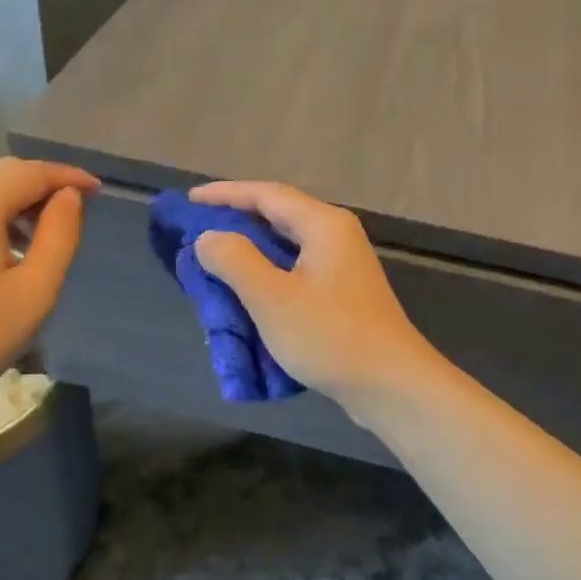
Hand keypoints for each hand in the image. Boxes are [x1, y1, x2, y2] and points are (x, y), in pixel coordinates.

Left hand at [0, 158, 98, 419]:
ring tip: (48, 233)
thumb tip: (69, 197)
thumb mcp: (35, 289)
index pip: (30, 172)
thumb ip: (60, 235)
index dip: (68, 176)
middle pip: (4, 174)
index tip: (98, 191)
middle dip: (44, 184)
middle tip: (78, 209)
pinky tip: (11, 247)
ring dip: (20, 200)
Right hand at [190, 181, 437, 409]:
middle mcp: (336, 235)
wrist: (391, 385)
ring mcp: (343, 265)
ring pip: (287, 244)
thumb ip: (235, 260)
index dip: (225, 194)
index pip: (266, 194)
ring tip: (216, 257)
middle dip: (237, 219)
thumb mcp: (273, 298)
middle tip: (197, 228)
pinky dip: (268, 271)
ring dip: (251, 248)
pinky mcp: (343, 292)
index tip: (189, 201)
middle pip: (279, 214)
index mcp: (324, 225)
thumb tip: (209, 238)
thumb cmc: (331, 337)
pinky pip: (296, 268)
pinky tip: (248, 289)